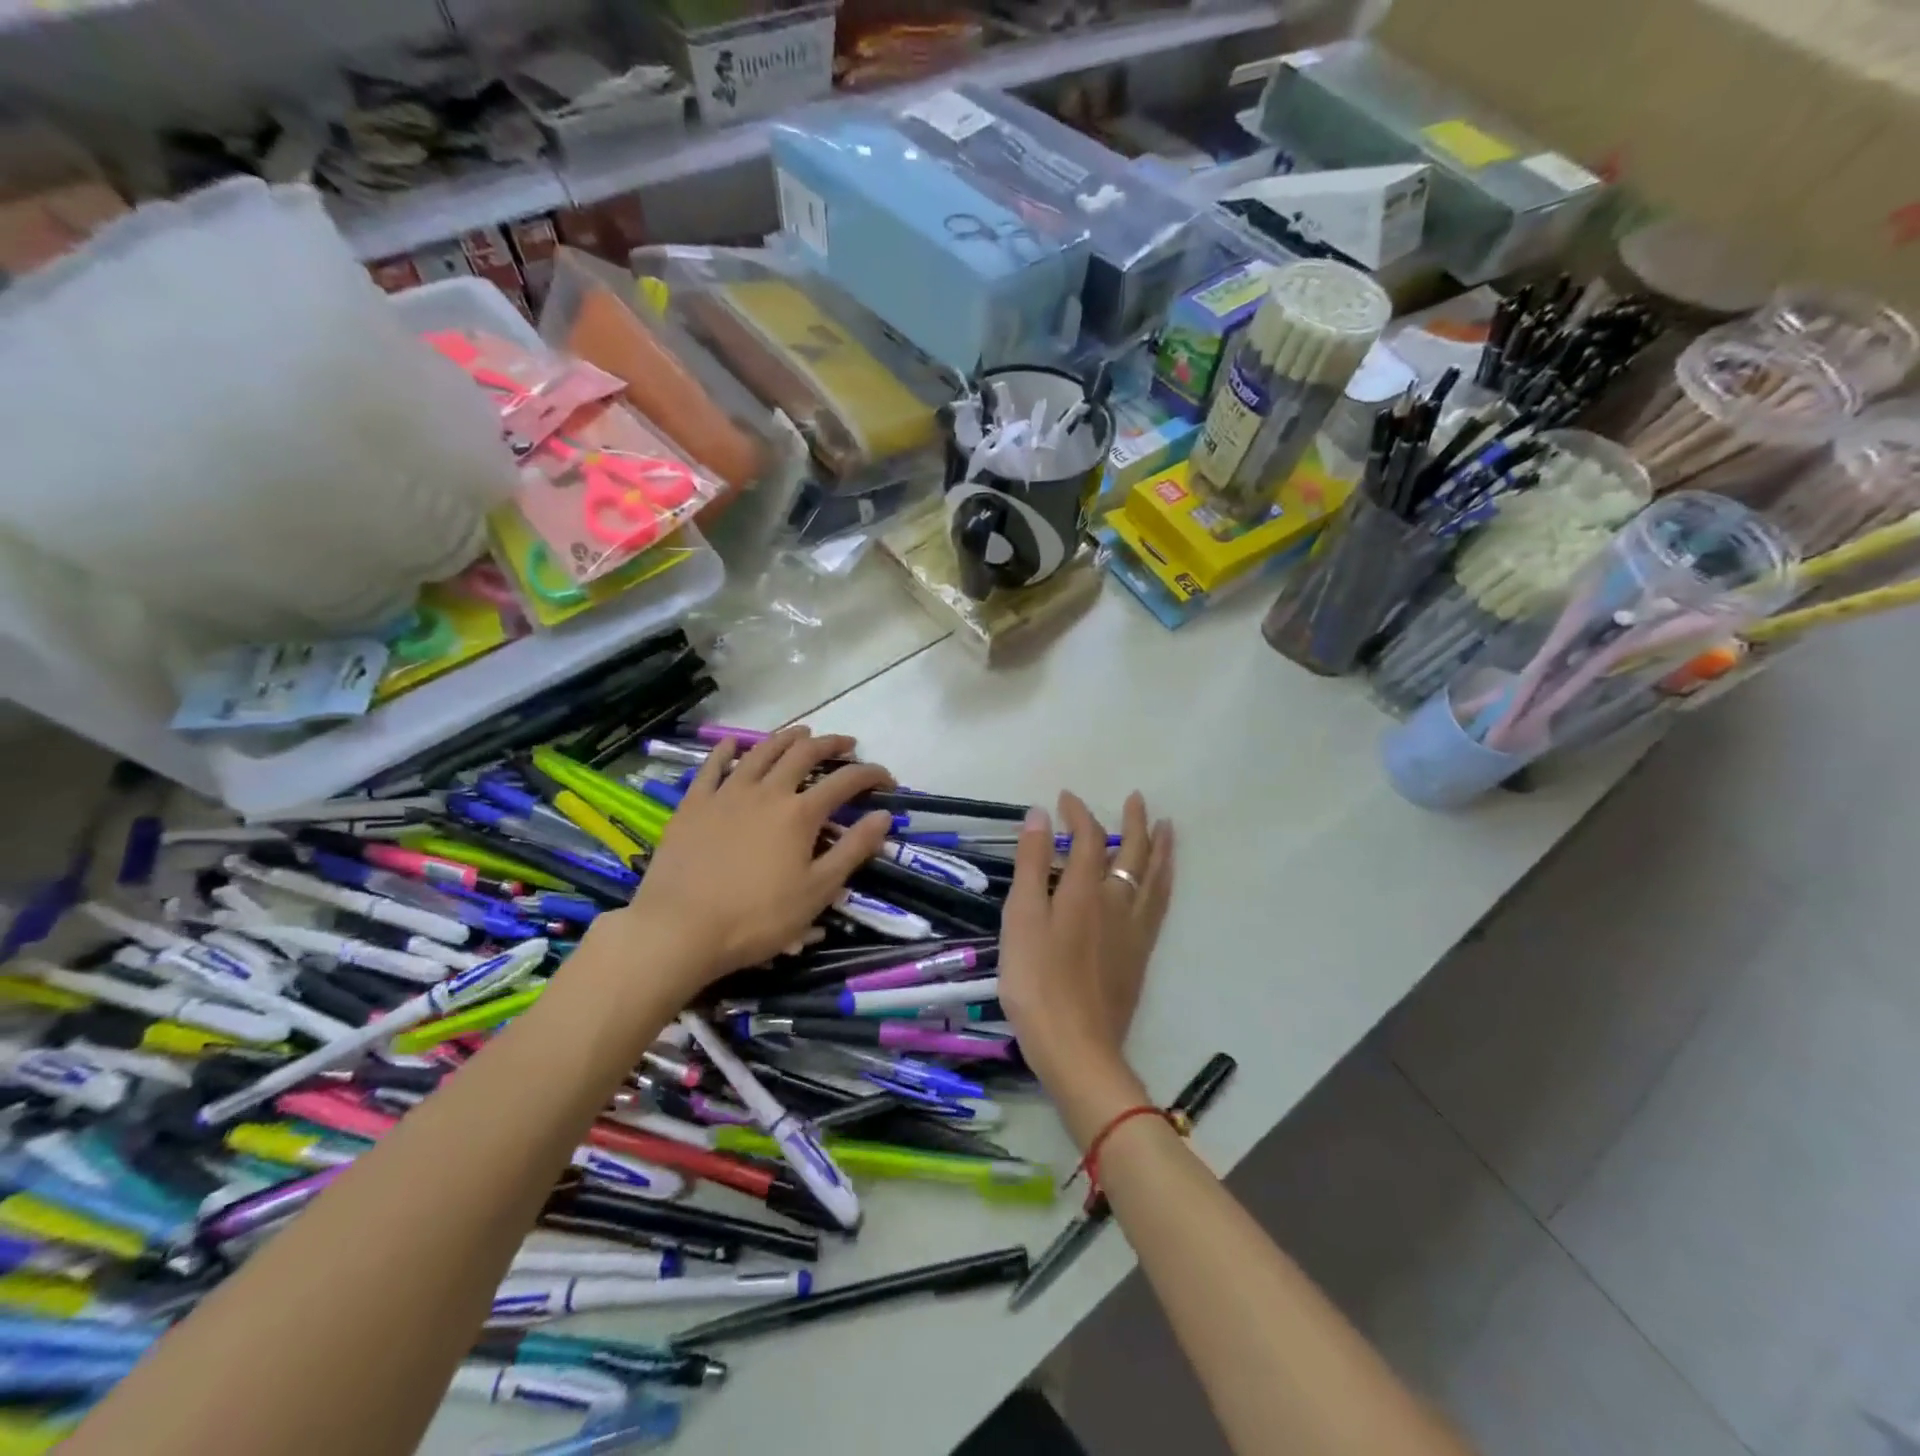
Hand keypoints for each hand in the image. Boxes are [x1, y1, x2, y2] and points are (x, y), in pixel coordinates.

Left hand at [595, 728, 893, 997]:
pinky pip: (712, 766)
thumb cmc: (756, 918)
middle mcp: (767, 792)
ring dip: (786, 738)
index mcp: (800, 814)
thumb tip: (884, 816)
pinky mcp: (694, 804)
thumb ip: (852, 850)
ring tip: (802, 733)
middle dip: (830, 744)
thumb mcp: (817, 891)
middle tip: (847, 744)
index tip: (887, 779)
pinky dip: (726, 750)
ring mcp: (727, 793)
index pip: (846, 781)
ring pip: (761, 752)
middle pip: (803, 754)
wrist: (680, 929)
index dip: (871, 774)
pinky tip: (734, 743)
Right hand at [998, 790, 1174, 1147]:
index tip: (1066, 798)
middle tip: (1137, 799)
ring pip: (1155, 878)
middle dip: (1134, 822)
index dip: (1079, 814)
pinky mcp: (1140, 955)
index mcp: (1085, 890)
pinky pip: (1159, 905)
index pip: (1088, 838)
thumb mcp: (1022, 917)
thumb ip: (1032, 864)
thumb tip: (1040, 814)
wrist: (1076, 1046)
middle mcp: (1117, 902)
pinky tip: (1161, 884)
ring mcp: (1134, 930)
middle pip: (1133, 852)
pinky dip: (1164, 883)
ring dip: (1160, 848)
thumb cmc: (1037, 981)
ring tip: (1167, 828)